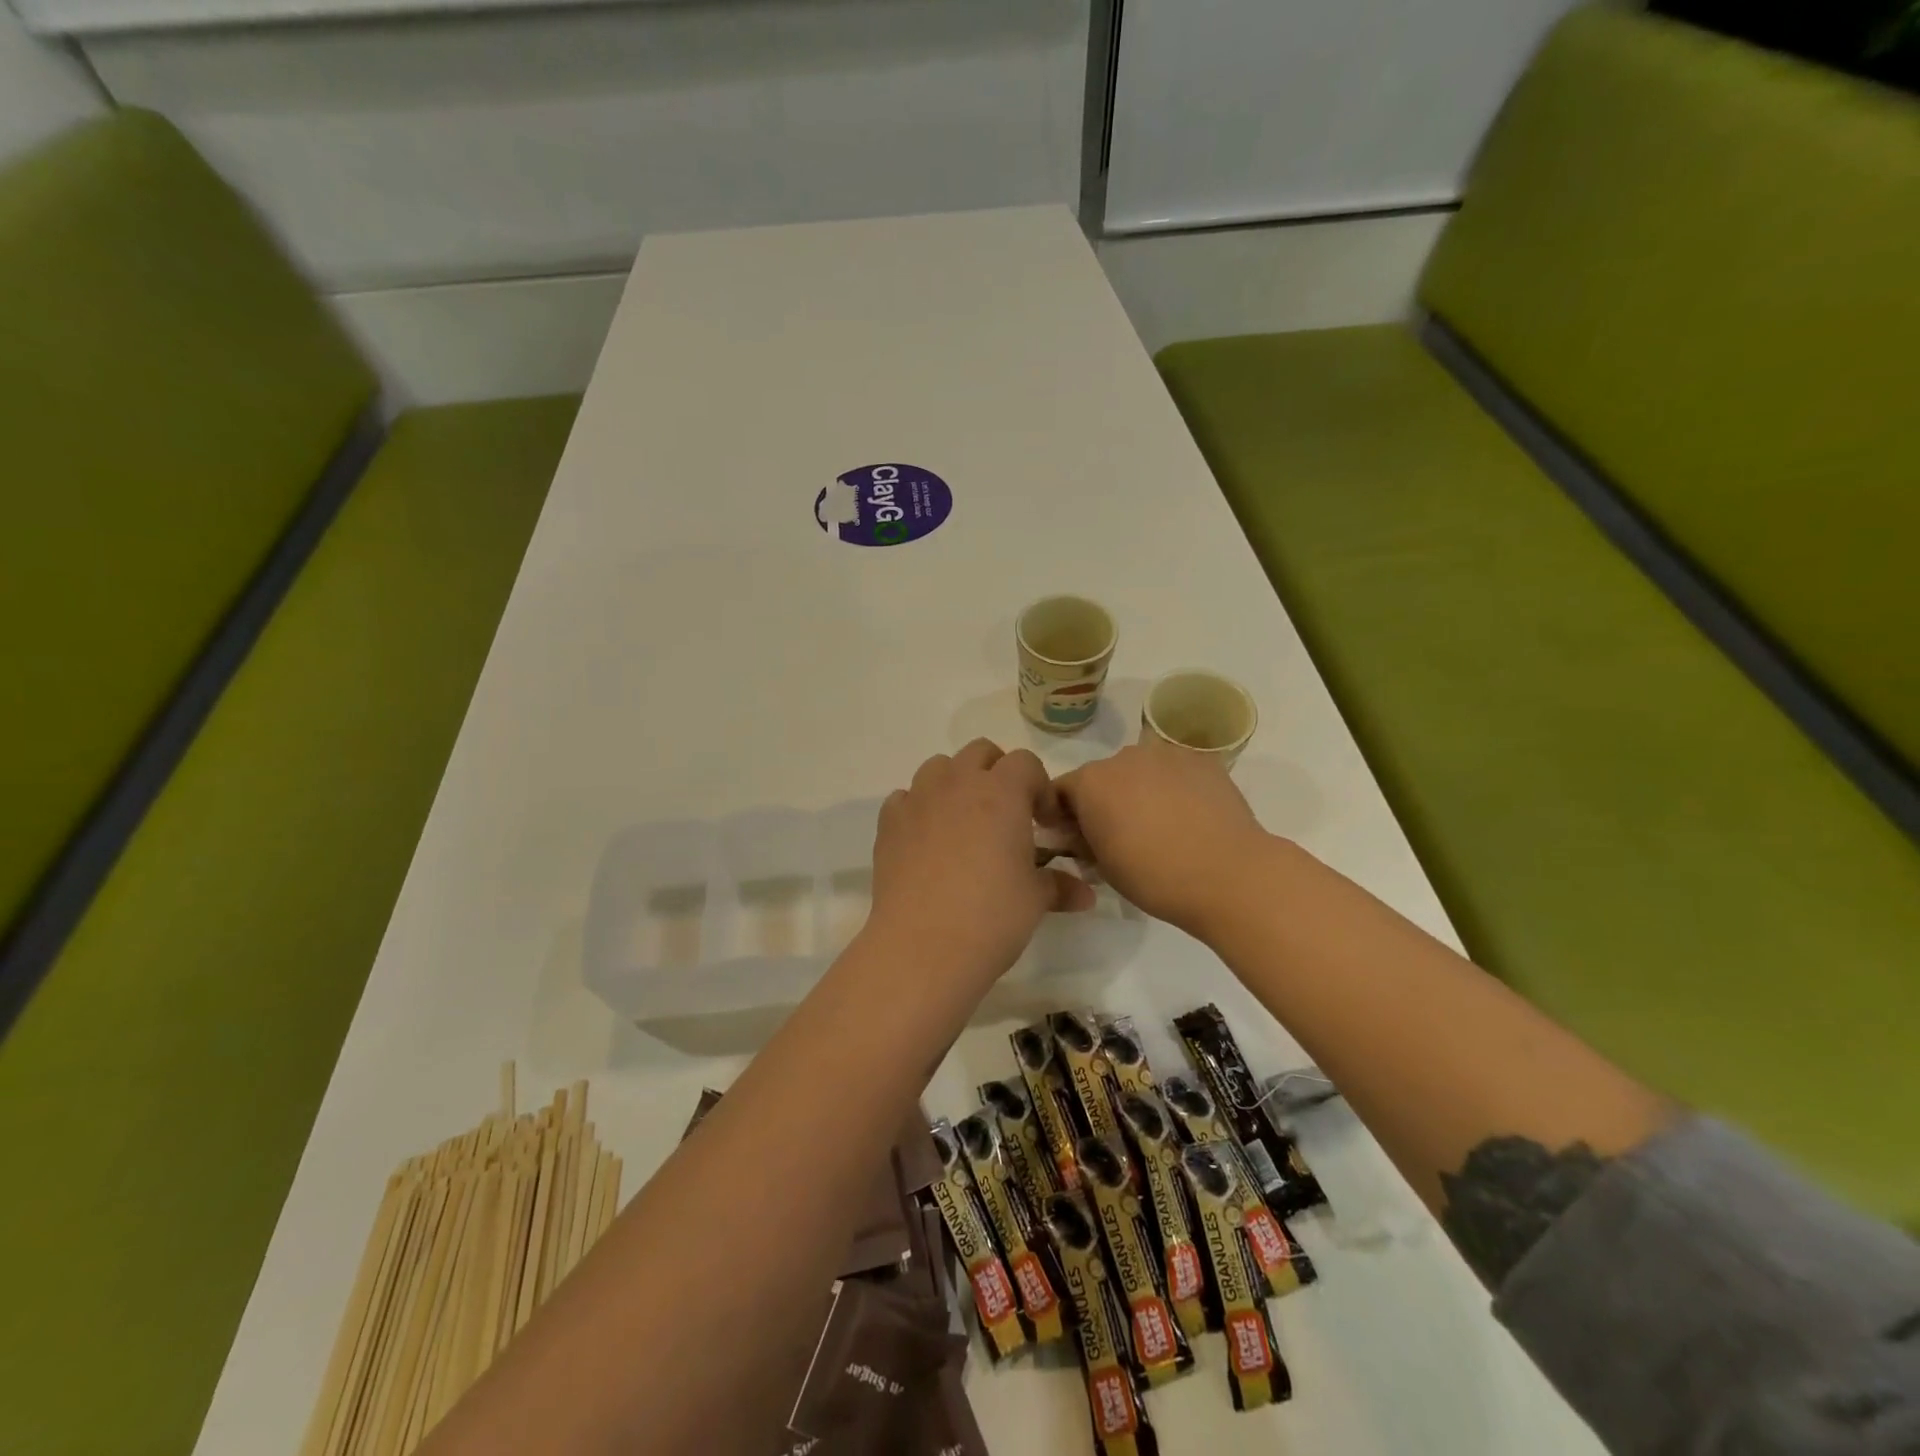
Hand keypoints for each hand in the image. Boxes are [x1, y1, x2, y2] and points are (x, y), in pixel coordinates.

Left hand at [867, 740, 1094, 989]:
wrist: (923, 946)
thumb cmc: (992, 916)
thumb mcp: (1035, 900)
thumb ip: (1059, 886)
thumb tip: (1085, 895)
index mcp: (1002, 793)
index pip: (1026, 762)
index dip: (1039, 787)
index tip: (1042, 822)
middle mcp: (958, 784)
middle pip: (980, 752)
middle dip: (997, 773)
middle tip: (1005, 815)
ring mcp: (918, 799)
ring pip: (939, 767)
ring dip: (955, 783)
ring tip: (964, 822)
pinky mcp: (888, 822)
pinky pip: (905, 798)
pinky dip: (919, 808)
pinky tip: (927, 841)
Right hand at [1050, 742, 1268, 935]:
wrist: (1228, 874)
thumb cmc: (1154, 877)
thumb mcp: (1102, 867)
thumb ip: (1083, 841)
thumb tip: (1083, 833)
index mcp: (1090, 782)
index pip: (1060, 791)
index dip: (1064, 816)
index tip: (1077, 840)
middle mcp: (1123, 757)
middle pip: (1103, 776)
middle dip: (1106, 800)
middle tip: (1123, 835)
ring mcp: (1166, 753)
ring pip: (1141, 770)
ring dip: (1141, 790)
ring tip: (1162, 825)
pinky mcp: (1202, 759)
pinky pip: (1176, 771)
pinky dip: (1175, 787)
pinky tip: (1191, 816)